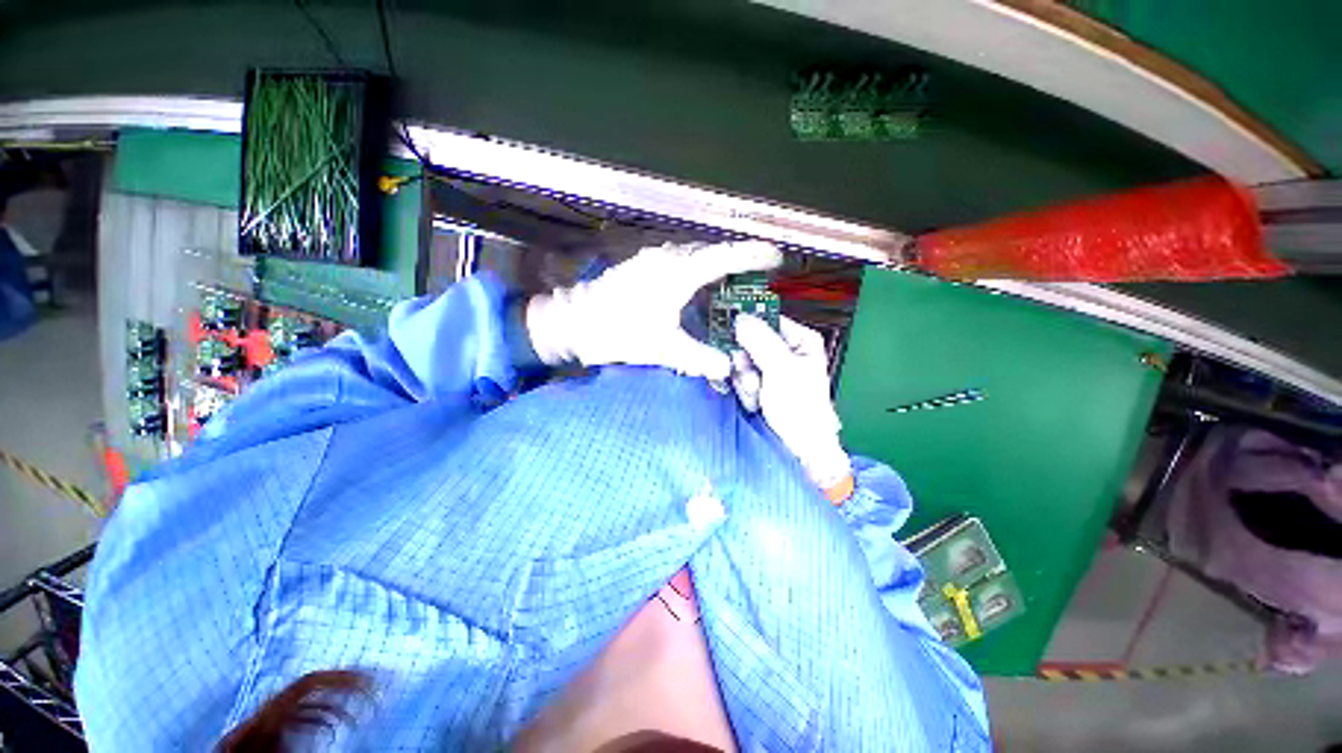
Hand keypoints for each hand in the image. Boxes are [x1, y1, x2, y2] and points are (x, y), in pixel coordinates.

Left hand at [526, 241, 781, 379]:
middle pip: (712, 254)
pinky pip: (679, 263)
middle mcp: (667, 259)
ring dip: (715, 267)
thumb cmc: (617, 333)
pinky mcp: (643, 266)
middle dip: (737, 263)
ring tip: (732, 284)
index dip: (752, 256)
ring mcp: (653, 259)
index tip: (776, 257)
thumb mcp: (662, 350)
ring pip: (694, 257)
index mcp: (677, 274)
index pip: (723, 258)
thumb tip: (728, 367)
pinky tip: (699, 290)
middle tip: (756, 279)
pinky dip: (697, 272)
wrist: (573, 322)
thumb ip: (699, 359)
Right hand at [732, 315, 850, 491]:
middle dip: (747, 363)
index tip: (733, 337)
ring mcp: (771, 370)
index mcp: (800, 340)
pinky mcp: (760, 385)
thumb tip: (740, 318)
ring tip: (758, 397)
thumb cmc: (799, 408)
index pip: (767, 320)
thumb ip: (760, 341)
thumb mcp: (781, 369)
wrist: (799, 448)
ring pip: (742, 361)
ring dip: (745, 381)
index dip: (749, 329)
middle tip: (752, 379)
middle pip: (750, 342)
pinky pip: (741, 378)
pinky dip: (745, 391)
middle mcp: (785, 351)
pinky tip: (756, 403)